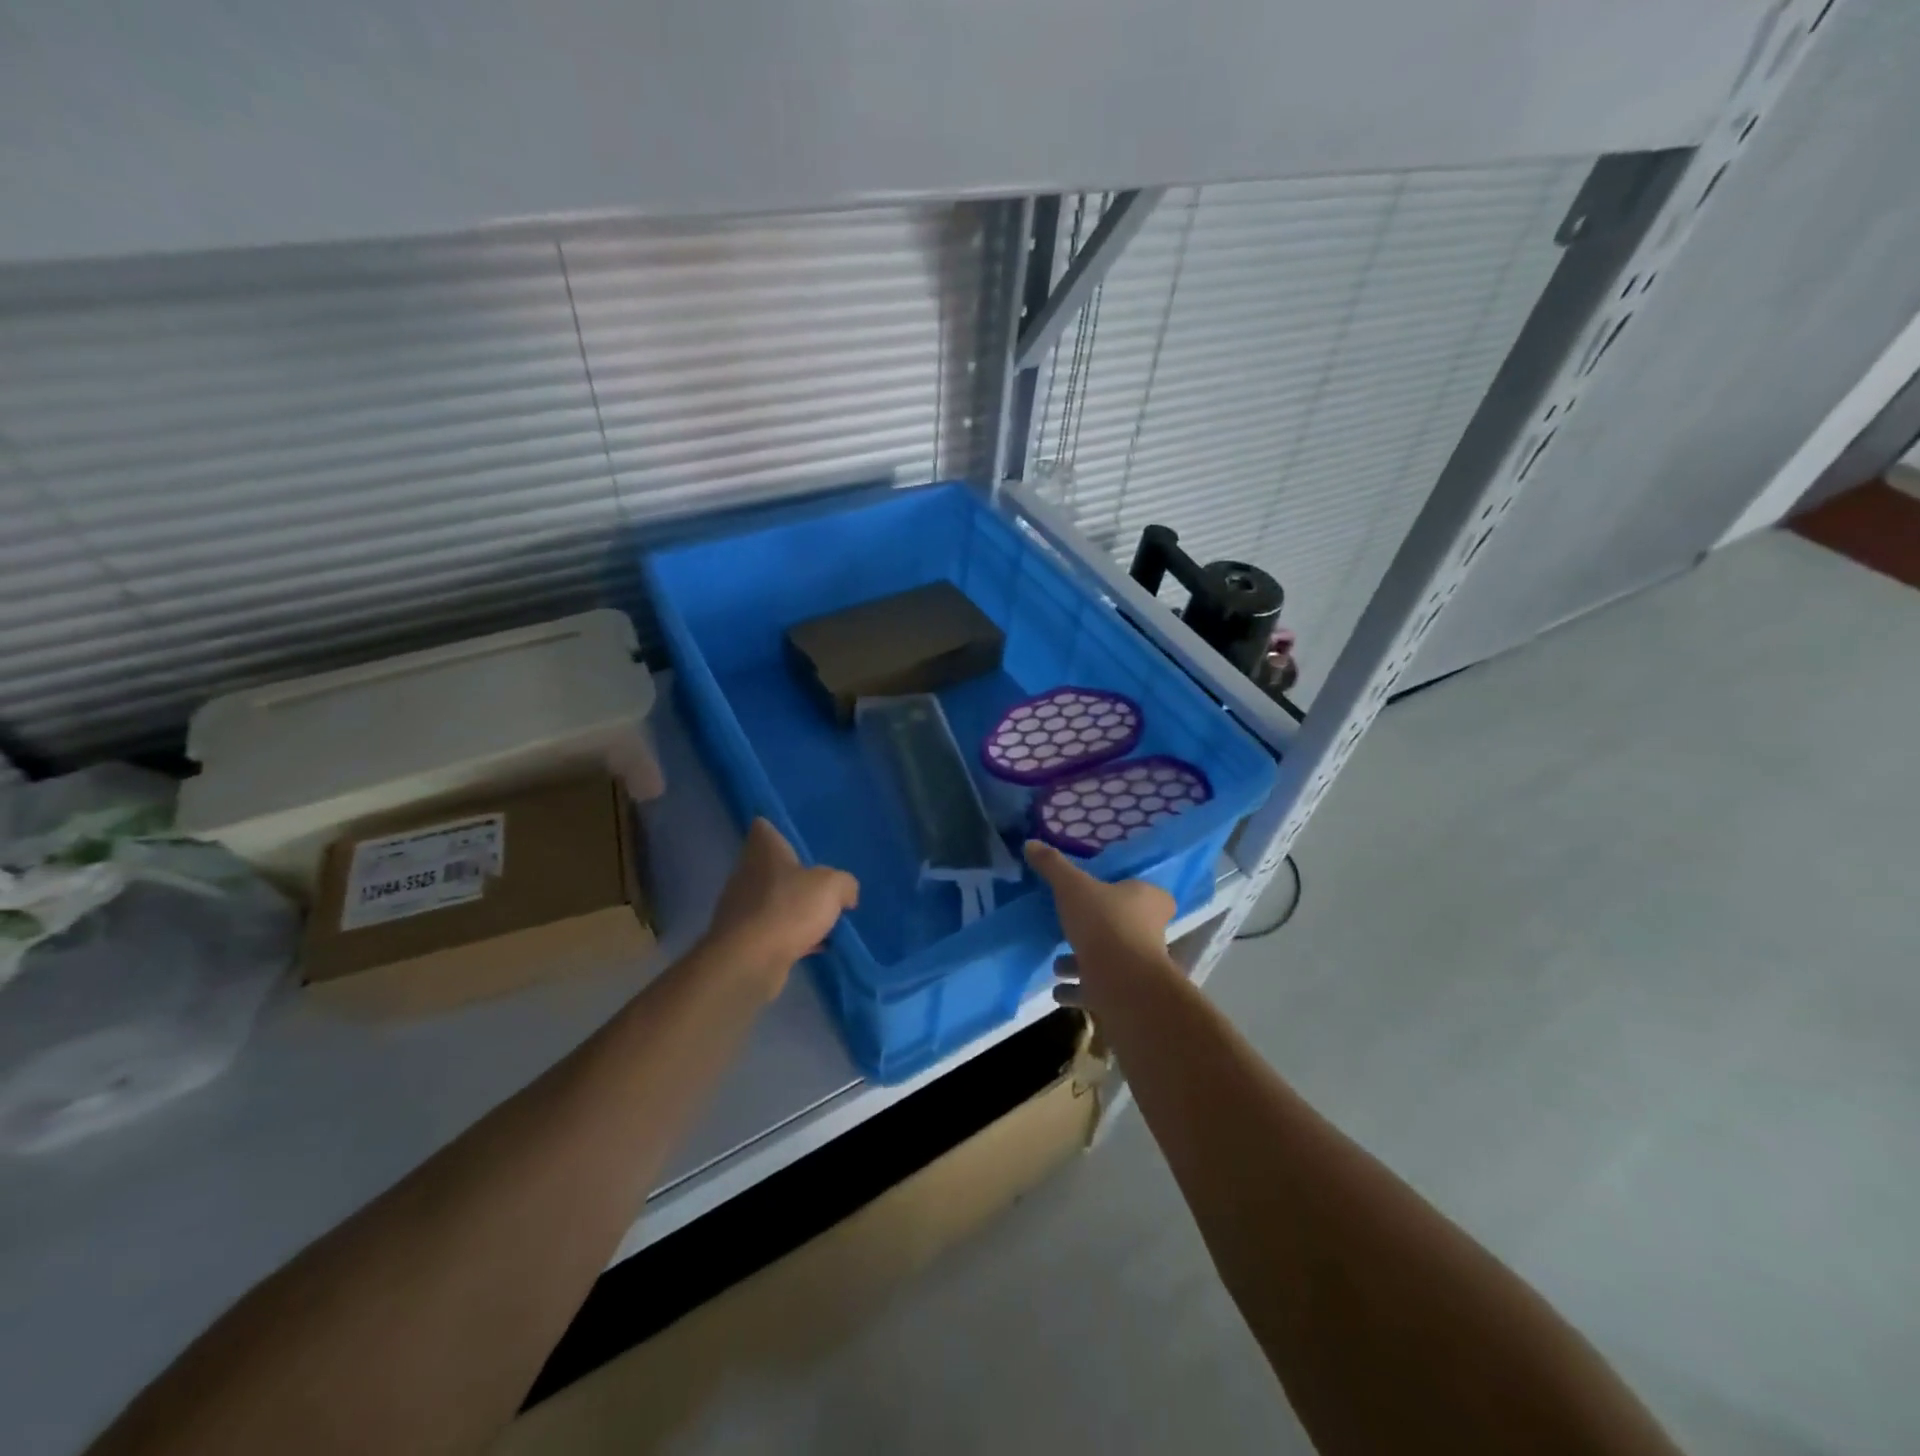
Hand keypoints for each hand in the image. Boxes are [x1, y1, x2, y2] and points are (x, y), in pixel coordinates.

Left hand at [700, 819, 858, 1001]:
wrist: (749, 962)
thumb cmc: (788, 909)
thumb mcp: (832, 887)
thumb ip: (845, 883)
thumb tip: (847, 894)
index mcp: (764, 851)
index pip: (763, 827)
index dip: (778, 829)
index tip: (798, 838)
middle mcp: (748, 874)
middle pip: (773, 866)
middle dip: (796, 875)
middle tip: (825, 882)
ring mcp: (743, 909)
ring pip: (775, 900)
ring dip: (796, 908)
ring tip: (826, 917)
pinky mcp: (745, 940)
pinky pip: (776, 931)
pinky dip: (794, 936)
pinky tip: (818, 945)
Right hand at [1024, 840, 1175, 1008]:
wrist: (1122, 983)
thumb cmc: (1105, 923)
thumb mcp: (1072, 886)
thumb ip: (1052, 865)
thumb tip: (1030, 842)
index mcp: (1149, 901)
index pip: (1150, 894)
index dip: (1131, 893)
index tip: (1107, 892)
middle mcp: (1150, 933)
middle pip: (1125, 927)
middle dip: (1097, 929)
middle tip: (1071, 927)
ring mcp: (1138, 967)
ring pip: (1109, 960)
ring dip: (1083, 963)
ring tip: (1056, 964)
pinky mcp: (1123, 995)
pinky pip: (1096, 990)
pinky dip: (1077, 991)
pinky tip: (1057, 991)